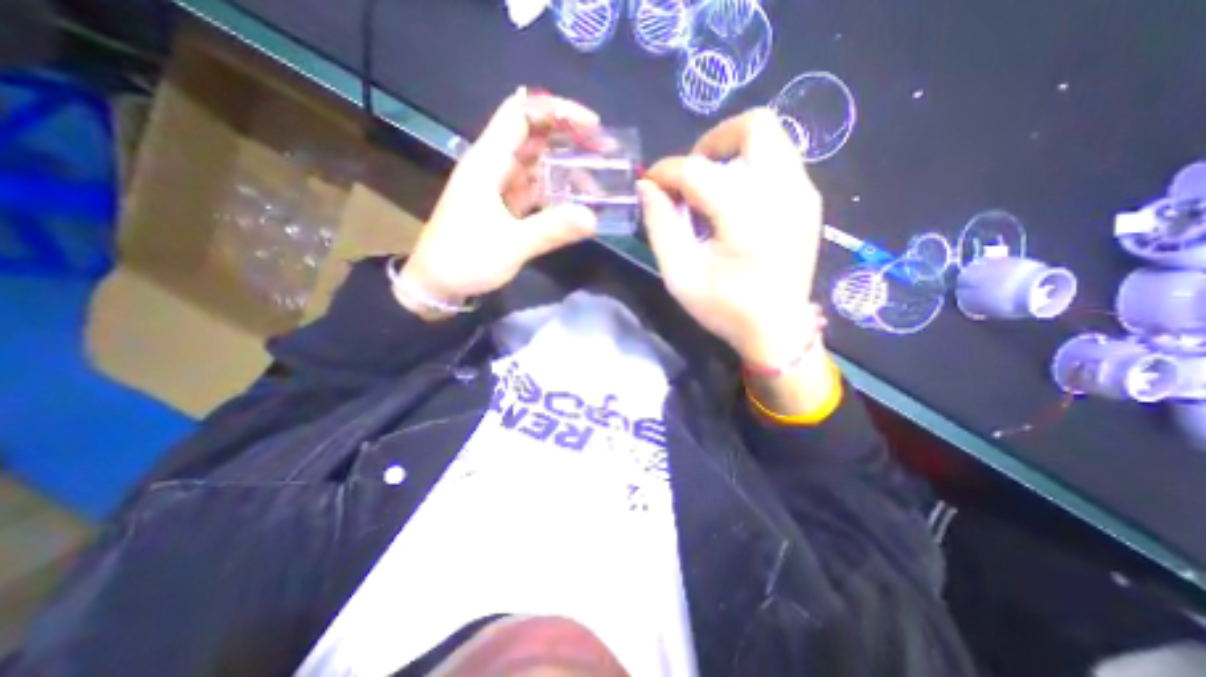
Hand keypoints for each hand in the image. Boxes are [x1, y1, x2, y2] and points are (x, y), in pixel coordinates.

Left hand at [400, 88, 600, 313]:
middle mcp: (493, 167)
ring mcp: (498, 188)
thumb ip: (552, 230)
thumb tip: (593, 218)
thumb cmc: (465, 259)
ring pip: (535, 165)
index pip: (521, 114)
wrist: (436, 284)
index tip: (591, 125)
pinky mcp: (503, 208)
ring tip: (595, 181)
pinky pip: (533, 190)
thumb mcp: (511, 245)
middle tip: (602, 153)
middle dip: (567, 138)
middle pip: (532, 136)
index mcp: (487, 163)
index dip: (556, 110)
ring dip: (563, 168)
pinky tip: (574, 201)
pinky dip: (554, 192)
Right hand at [640, 106, 828, 367]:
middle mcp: (783, 192)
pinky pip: (780, 162)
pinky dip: (751, 168)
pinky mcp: (809, 202)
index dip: (666, 171)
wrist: (778, 331)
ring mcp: (803, 194)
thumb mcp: (680, 275)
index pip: (697, 169)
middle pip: (754, 126)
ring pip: (771, 139)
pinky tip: (734, 204)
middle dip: (712, 142)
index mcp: (746, 216)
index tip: (650, 184)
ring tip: (711, 190)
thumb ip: (660, 226)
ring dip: (733, 153)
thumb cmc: (726, 308)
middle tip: (691, 176)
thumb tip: (647, 187)